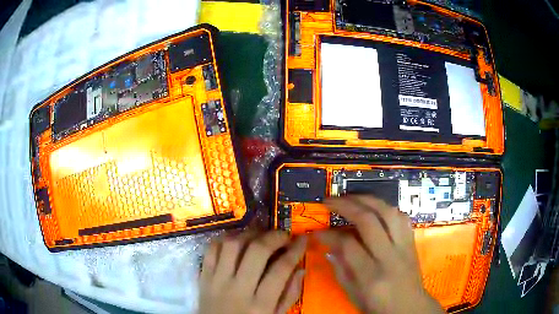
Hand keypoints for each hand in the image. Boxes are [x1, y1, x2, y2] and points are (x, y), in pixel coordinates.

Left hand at [199, 231, 306, 313]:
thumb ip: (289, 295)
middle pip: (256, 251)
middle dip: (274, 237)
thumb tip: (300, 268)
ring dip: (249, 234)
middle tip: (283, 236)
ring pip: (232, 245)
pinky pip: (211, 249)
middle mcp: (238, 289)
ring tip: (260, 235)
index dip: (295, 250)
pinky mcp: (203, 276)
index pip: (281, 269)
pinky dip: (225, 239)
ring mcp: (217, 280)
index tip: (303, 239)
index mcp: (260, 305)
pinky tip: (237, 240)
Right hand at [317, 196, 443, 313]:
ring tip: (351, 197)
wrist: (410, 307)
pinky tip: (375, 207)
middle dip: (346, 205)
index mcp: (371, 275)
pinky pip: (401, 217)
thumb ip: (340, 269)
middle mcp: (389, 256)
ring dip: (367, 200)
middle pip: (368, 221)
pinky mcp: (412, 242)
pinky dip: (386, 208)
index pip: (347, 245)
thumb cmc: (378, 306)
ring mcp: (404, 246)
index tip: (317, 231)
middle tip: (330, 201)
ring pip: (388, 212)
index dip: (329, 235)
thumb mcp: (353, 294)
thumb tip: (329, 246)